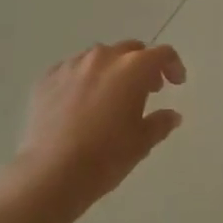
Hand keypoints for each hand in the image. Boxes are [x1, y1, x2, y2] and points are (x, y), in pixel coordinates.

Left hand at [13, 41, 186, 220]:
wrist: (51, 173)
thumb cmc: (105, 157)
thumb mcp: (142, 142)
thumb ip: (161, 123)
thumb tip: (172, 115)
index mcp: (132, 68)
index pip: (162, 54)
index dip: (173, 66)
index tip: (176, 83)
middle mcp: (102, 57)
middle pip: (130, 50)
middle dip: (142, 65)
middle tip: (147, 90)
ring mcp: (71, 65)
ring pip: (99, 57)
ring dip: (111, 70)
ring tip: (110, 97)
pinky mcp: (47, 78)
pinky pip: (72, 70)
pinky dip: (83, 80)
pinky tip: (80, 104)